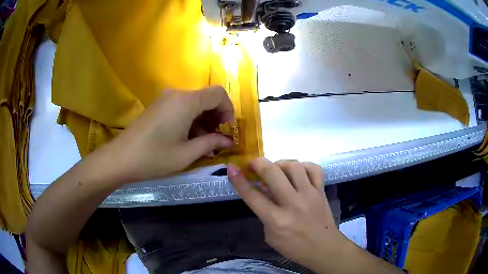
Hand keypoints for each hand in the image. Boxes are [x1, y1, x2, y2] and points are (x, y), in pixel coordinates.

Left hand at [109, 86, 234, 181]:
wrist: (120, 158)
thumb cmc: (154, 157)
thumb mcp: (186, 154)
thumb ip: (210, 143)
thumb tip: (228, 141)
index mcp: (186, 101)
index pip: (218, 94)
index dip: (228, 110)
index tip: (226, 130)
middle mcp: (177, 94)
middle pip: (206, 97)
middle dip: (216, 117)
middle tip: (216, 140)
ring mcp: (166, 99)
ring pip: (194, 103)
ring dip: (204, 120)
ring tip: (203, 143)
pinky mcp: (158, 106)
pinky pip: (182, 108)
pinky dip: (191, 120)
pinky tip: (189, 138)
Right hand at [227, 158, 346, 270]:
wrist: (324, 248)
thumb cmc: (294, 247)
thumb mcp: (271, 237)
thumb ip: (264, 215)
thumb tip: (263, 195)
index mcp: (276, 220)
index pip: (253, 195)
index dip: (239, 180)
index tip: (232, 167)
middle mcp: (292, 204)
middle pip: (273, 173)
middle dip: (258, 163)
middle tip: (253, 164)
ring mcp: (309, 195)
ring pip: (294, 166)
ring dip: (280, 163)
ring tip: (276, 169)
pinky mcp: (321, 191)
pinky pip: (314, 169)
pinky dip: (303, 166)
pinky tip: (297, 171)